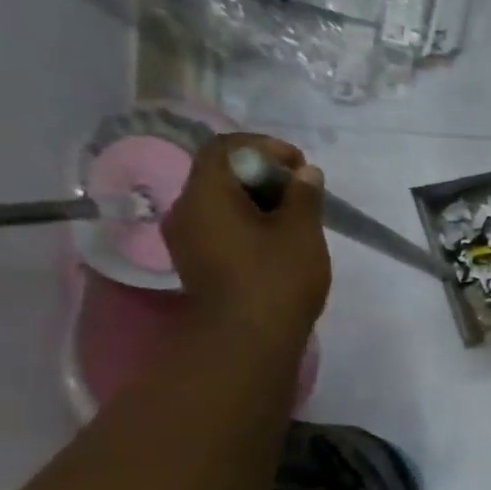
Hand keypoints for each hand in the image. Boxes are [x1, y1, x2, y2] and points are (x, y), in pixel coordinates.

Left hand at [163, 133, 330, 344]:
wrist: (247, 342)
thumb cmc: (276, 280)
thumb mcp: (302, 232)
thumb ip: (303, 196)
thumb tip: (305, 173)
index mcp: (206, 194)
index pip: (225, 147)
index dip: (264, 147)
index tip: (299, 165)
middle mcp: (185, 211)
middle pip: (220, 174)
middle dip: (262, 175)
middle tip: (301, 192)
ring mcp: (187, 240)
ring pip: (220, 203)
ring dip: (256, 201)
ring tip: (294, 219)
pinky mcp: (197, 264)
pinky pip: (219, 228)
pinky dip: (247, 224)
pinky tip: (275, 242)